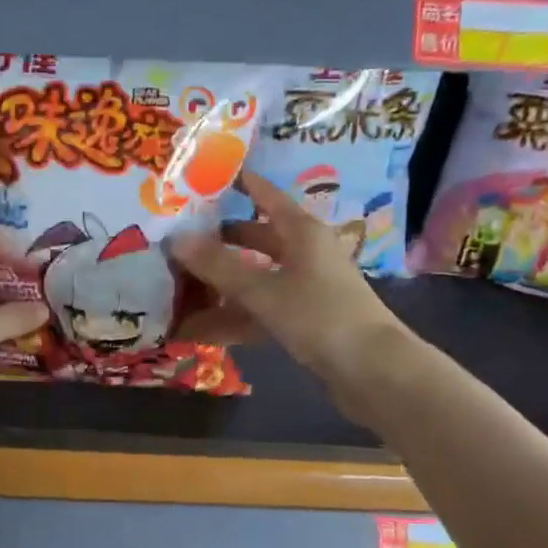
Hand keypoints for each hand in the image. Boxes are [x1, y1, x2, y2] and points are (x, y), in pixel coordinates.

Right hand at [171, 173, 410, 421]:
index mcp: (302, 232)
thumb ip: (219, 266)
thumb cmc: (320, 316)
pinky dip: (234, 318)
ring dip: (222, 285)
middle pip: (257, 238)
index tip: (203, 176)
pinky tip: (199, 330)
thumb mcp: (264, 290)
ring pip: (256, 278)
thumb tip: (175, 238)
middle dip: (220, 240)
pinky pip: (261, 311)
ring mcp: (305, 289)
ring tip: (180, 287)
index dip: (238, 184)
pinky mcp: (304, 321)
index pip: (266, 195)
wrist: (372, 371)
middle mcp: (305, 254)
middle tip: (179, 238)